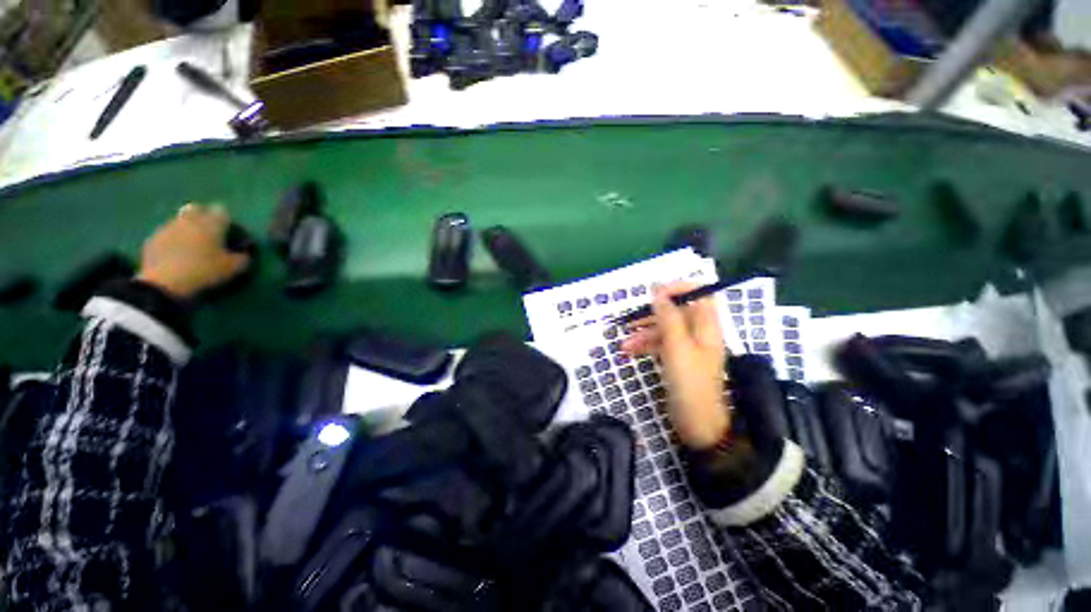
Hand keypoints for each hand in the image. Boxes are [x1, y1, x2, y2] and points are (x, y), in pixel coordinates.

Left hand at [137, 204, 250, 298]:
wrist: (164, 283)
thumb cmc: (204, 271)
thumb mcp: (233, 268)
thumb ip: (242, 257)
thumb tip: (244, 253)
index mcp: (211, 224)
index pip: (222, 211)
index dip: (227, 220)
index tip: (229, 230)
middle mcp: (189, 220)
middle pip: (197, 209)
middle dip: (203, 216)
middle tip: (209, 231)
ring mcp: (167, 227)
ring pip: (180, 220)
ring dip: (187, 227)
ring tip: (192, 244)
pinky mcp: (153, 239)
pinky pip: (166, 233)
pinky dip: (173, 239)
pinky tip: (176, 253)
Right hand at [622, 282, 730, 449]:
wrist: (696, 424)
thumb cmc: (690, 382)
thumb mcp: (677, 346)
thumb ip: (668, 316)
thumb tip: (658, 289)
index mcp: (707, 326)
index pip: (700, 294)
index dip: (679, 289)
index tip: (655, 294)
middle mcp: (699, 333)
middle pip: (677, 312)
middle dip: (652, 315)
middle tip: (631, 321)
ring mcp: (687, 347)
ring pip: (665, 329)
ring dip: (644, 333)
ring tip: (624, 344)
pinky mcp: (677, 359)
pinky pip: (660, 344)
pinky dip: (645, 345)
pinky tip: (630, 351)